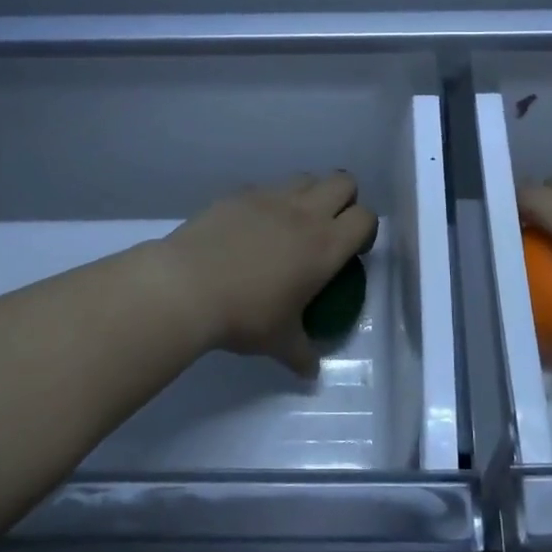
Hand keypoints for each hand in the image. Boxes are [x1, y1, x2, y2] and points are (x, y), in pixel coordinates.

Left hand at [155, 174, 378, 376]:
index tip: (352, 251)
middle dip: (344, 199)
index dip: (365, 230)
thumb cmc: (243, 316)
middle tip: (328, 228)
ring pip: (305, 178)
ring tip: (291, 224)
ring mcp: (270, 197)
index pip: (366, 217)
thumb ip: (302, 354)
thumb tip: (311, 373)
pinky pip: (265, 187)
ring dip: (308, 194)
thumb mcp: (279, 342)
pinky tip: (250, 228)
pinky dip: (268, 202)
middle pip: (343, 182)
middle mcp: (304, 213)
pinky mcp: (238, 193)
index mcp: (325, 245)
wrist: (186, 287)